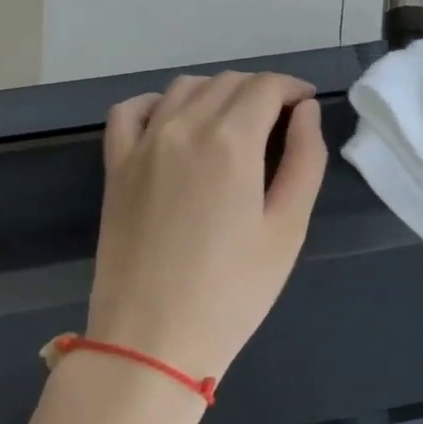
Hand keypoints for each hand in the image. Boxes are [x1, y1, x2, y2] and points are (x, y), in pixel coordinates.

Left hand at [88, 73, 328, 383]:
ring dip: (216, 93)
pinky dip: (157, 103)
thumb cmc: (233, 291)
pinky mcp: (115, 166)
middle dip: (261, 92)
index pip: (266, 87)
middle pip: (228, 82)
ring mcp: (142, 144)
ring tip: (235, 125)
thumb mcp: (288, 228)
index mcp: (231, 141)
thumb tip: (305, 112)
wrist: (151, 341)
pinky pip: (131, 111)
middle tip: (280, 123)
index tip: (306, 106)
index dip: (293, 89)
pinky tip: (174, 123)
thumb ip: (305, 160)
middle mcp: (183, 127)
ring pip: (184, 88)